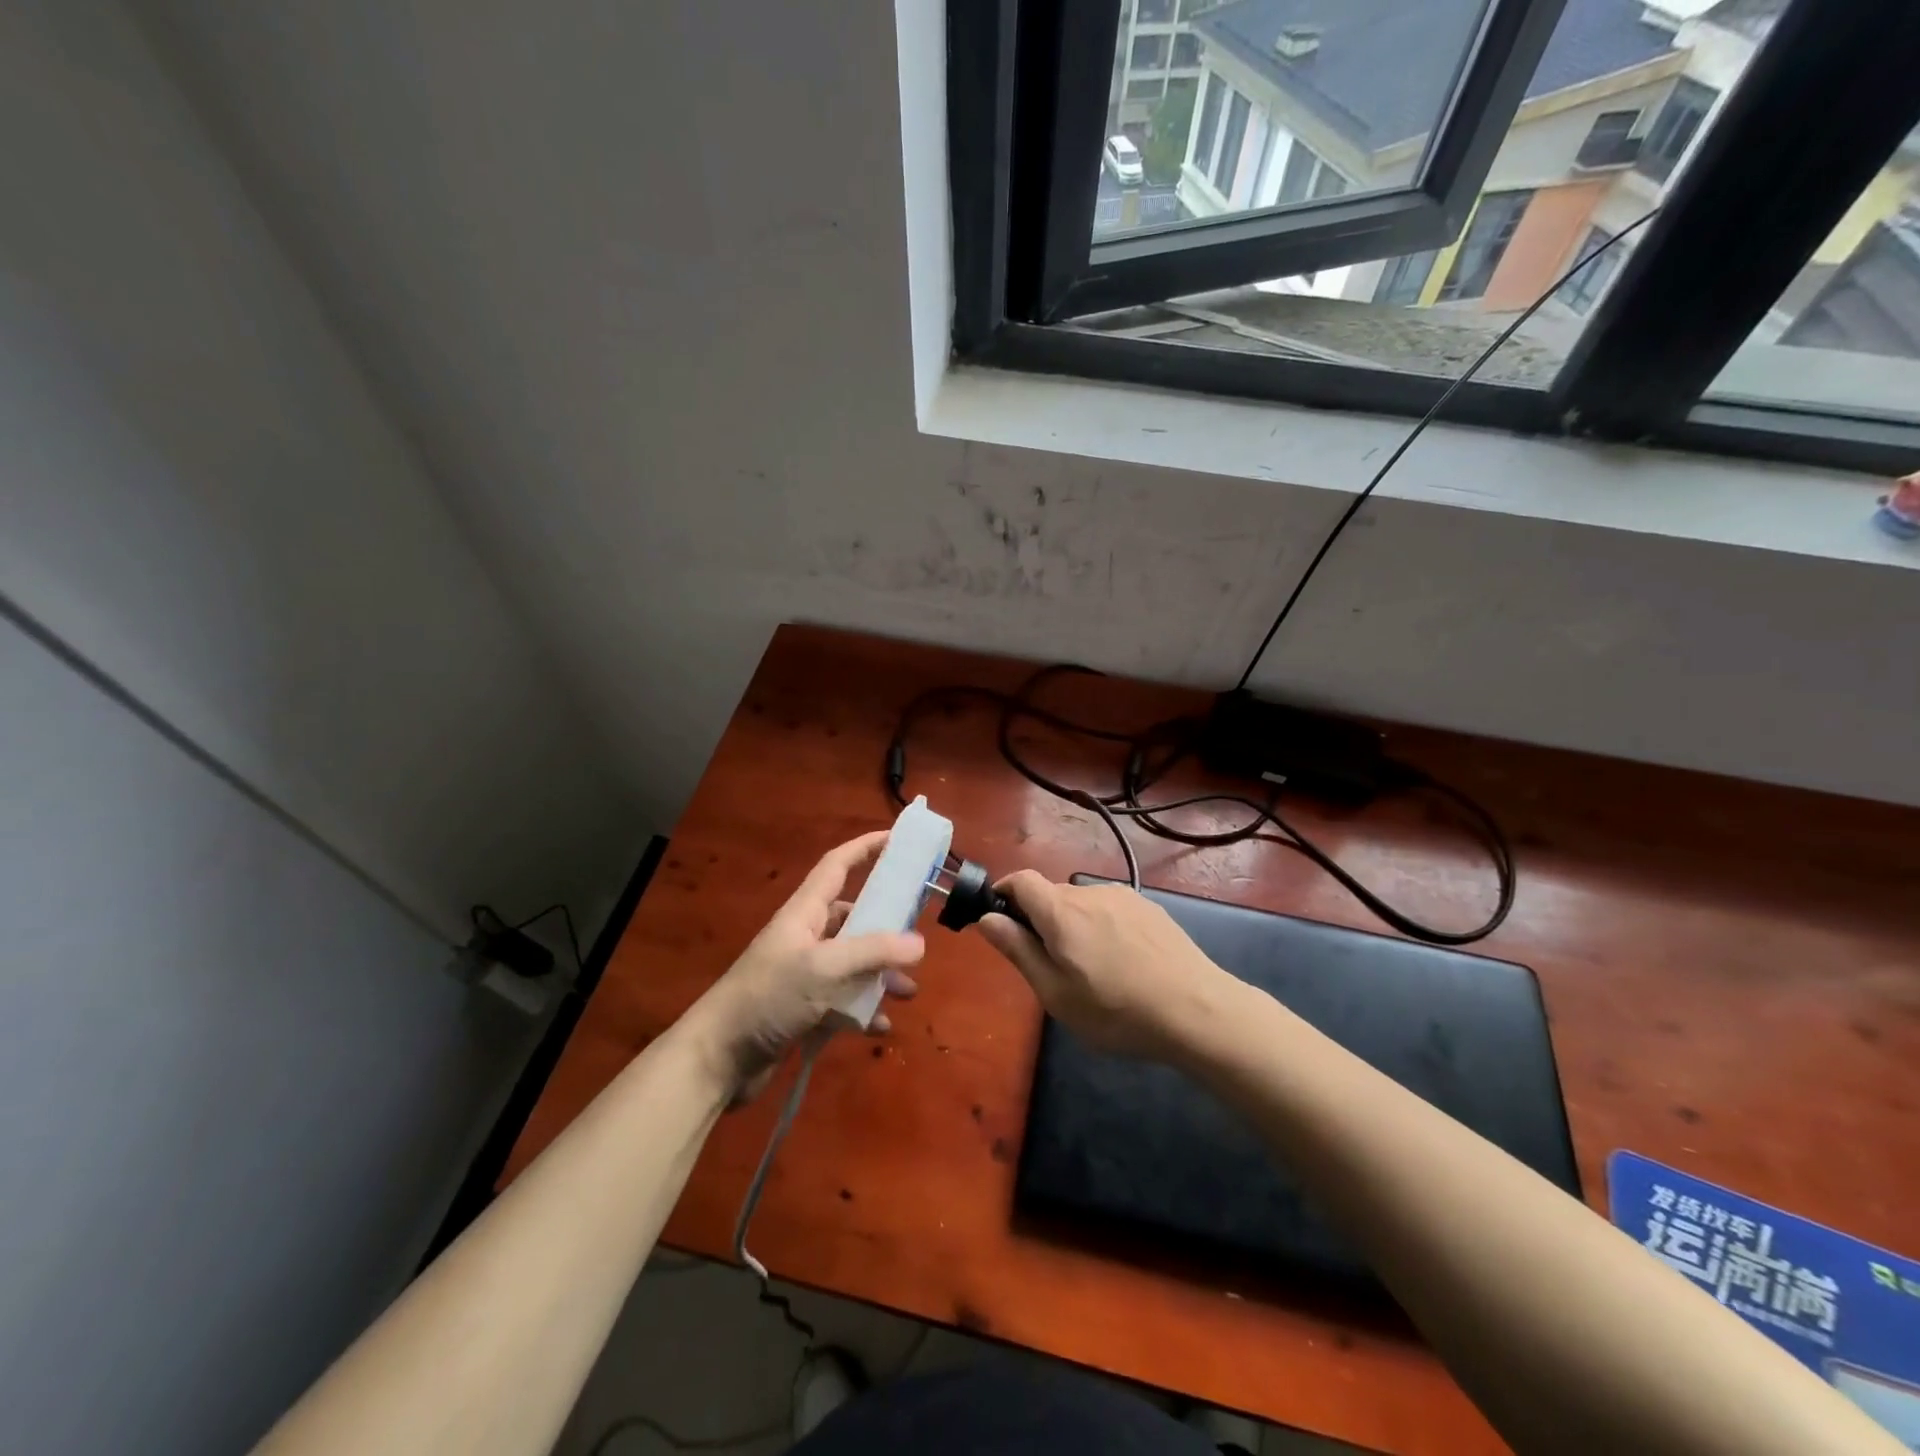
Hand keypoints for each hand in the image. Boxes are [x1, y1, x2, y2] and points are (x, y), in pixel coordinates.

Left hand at [690, 830, 923, 1099]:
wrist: (717, 1058)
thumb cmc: (768, 997)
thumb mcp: (824, 968)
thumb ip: (872, 952)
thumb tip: (919, 944)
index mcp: (805, 913)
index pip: (837, 865)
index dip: (865, 848)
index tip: (897, 839)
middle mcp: (807, 937)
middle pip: (854, 918)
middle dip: (887, 927)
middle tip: (919, 936)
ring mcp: (805, 975)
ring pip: (854, 963)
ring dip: (881, 974)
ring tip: (908, 992)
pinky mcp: (804, 1009)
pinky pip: (844, 1000)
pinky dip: (864, 1009)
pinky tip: (880, 1024)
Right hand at [976, 871, 1236, 1061]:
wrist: (1198, 1011)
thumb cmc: (1117, 1011)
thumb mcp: (1056, 993)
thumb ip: (1018, 950)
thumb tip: (987, 918)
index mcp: (1061, 911)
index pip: (1021, 879)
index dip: (1004, 892)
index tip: (1000, 919)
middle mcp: (1090, 893)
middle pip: (1051, 894)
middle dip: (1039, 919)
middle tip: (1049, 964)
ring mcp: (1124, 897)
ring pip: (1081, 903)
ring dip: (1072, 924)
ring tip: (1091, 969)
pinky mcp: (1149, 908)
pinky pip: (1109, 909)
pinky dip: (1101, 927)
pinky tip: (1122, 963)